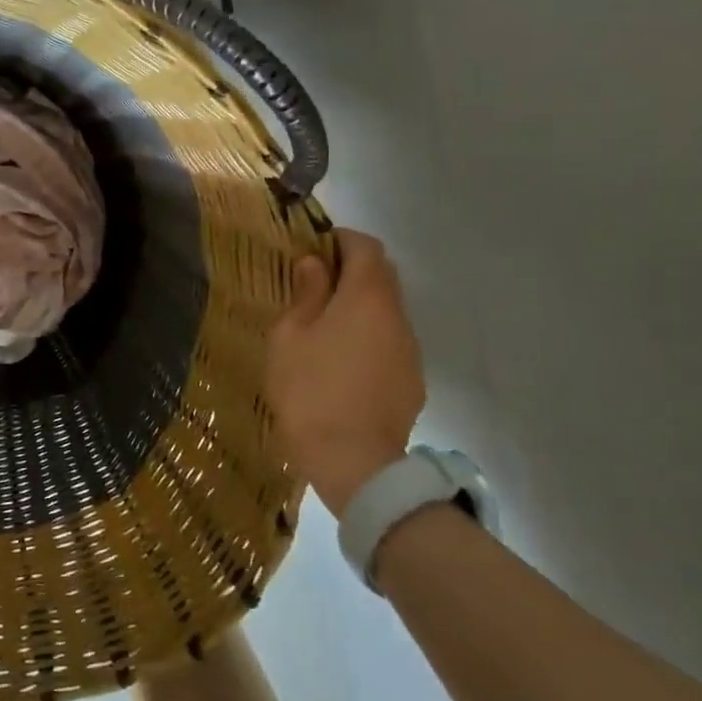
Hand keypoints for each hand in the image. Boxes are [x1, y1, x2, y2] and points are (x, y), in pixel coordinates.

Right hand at [265, 229, 426, 517]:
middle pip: (382, 275)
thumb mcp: (290, 335)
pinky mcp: (412, 379)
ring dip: (360, 304)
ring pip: (387, 309)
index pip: (367, 247)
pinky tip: (342, 359)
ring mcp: (409, 350)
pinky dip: (369, 334)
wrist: (353, 461)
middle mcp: (397, 316)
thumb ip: (306, 294)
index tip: (313, 246)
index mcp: (367, 298)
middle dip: (351, 269)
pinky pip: (390, 340)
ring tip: (324, 324)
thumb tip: (315, 265)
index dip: (341, 239)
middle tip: (313, 282)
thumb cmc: (310, 388)